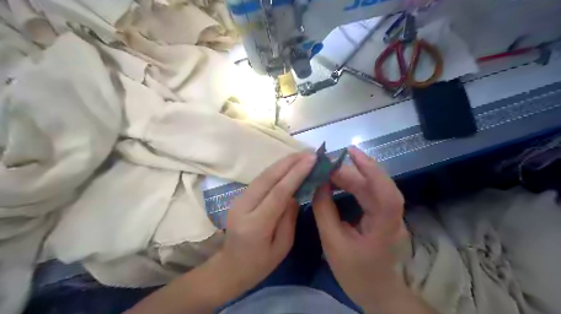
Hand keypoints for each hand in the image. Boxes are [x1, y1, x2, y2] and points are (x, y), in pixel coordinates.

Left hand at [217, 153, 316, 293]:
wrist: (230, 267)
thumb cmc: (259, 263)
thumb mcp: (282, 246)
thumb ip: (289, 217)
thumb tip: (295, 193)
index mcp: (256, 224)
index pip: (278, 192)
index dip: (296, 173)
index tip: (312, 159)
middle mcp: (244, 207)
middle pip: (268, 178)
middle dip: (289, 162)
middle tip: (309, 152)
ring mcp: (238, 200)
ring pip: (262, 175)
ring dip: (282, 163)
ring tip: (301, 155)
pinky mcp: (239, 197)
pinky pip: (260, 180)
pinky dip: (275, 170)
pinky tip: (286, 165)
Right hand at [311, 146, 410, 310]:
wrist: (376, 291)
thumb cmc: (355, 273)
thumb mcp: (332, 243)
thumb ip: (324, 211)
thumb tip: (318, 184)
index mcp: (384, 228)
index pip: (386, 194)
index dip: (372, 170)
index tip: (350, 152)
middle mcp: (392, 217)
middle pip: (376, 186)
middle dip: (351, 171)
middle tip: (327, 164)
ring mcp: (389, 215)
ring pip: (373, 187)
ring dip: (352, 175)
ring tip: (330, 169)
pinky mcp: (382, 215)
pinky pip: (369, 193)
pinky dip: (354, 183)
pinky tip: (340, 180)